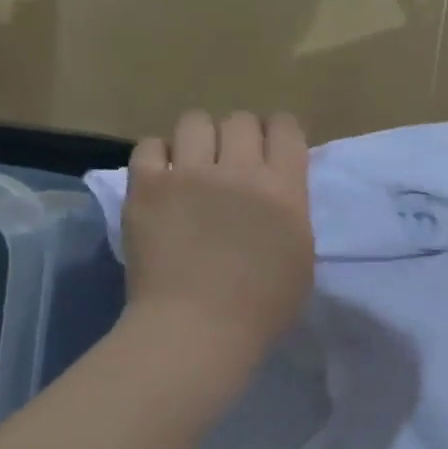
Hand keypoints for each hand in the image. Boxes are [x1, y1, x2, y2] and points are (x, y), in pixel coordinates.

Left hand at [122, 110, 313, 362]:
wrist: (197, 328)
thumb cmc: (263, 305)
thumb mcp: (301, 253)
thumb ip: (291, 211)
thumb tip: (277, 191)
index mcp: (284, 189)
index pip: (286, 128)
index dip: (280, 132)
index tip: (274, 149)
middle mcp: (239, 171)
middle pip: (240, 120)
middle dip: (240, 135)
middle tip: (233, 161)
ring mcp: (189, 175)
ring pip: (195, 122)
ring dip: (200, 139)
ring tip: (194, 164)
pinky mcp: (147, 187)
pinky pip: (150, 146)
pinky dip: (159, 156)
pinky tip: (164, 178)